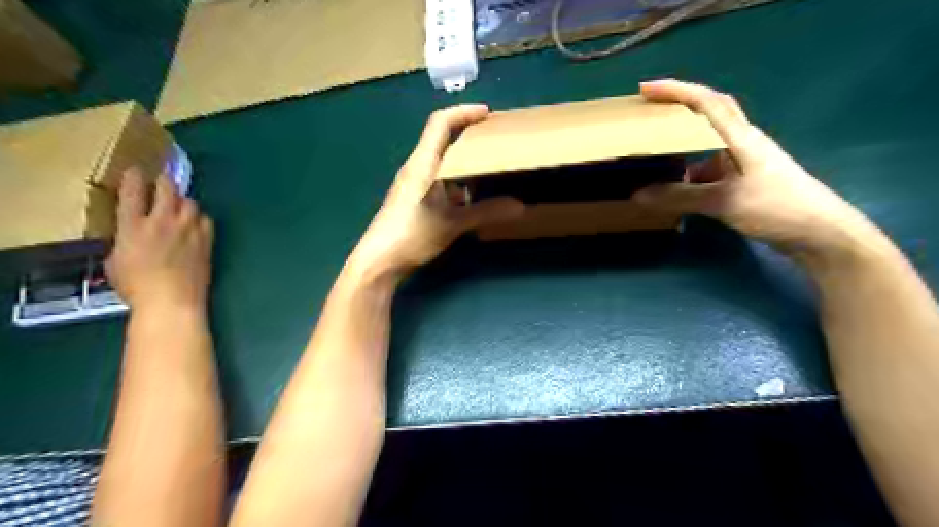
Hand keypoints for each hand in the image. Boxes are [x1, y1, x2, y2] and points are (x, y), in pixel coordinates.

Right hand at [106, 168, 213, 311]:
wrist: (173, 301)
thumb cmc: (137, 287)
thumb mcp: (115, 261)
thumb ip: (124, 241)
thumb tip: (132, 234)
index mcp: (133, 226)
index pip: (132, 192)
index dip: (133, 177)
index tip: (135, 170)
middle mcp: (163, 222)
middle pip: (167, 189)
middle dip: (164, 181)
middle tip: (161, 181)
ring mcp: (188, 230)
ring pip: (190, 202)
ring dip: (183, 200)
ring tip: (179, 205)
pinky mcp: (207, 240)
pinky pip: (206, 219)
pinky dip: (199, 217)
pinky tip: (196, 223)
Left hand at [351, 103, 527, 281]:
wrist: (379, 260)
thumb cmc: (412, 234)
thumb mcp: (452, 223)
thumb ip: (486, 213)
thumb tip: (519, 207)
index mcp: (423, 163)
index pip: (440, 123)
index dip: (463, 112)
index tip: (488, 114)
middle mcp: (417, 167)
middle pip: (442, 139)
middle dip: (469, 135)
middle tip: (496, 140)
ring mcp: (414, 184)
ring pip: (442, 162)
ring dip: (464, 161)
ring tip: (489, 166)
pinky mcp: (414, 199)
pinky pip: (439, 180)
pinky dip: (457, 181)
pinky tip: (472, 196)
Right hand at [634, 81, 885, 264]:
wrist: (819, 233)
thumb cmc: (775, 207)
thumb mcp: (723, 202)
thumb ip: (680, 197)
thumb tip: (638, 195)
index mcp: (740, 137)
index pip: (706, 102)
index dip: (675, 91)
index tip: (645, 89)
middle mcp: (741, 141)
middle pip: (710, 111)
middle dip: (679, 105)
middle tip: (649, 110)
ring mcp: (744, 161)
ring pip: (707, 141)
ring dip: (682, 140)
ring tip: (654, 147)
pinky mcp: (744, 179)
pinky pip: (709, 166)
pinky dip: (689, 171)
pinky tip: (674, 184)